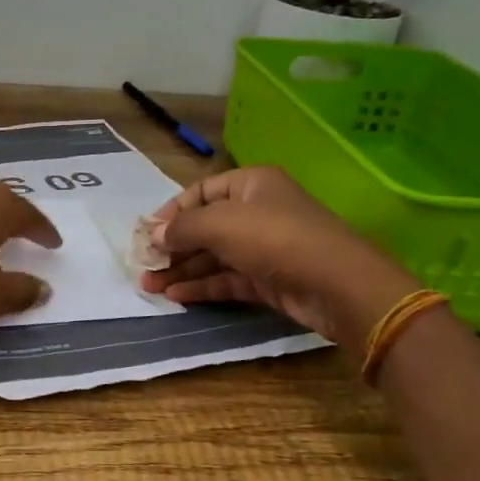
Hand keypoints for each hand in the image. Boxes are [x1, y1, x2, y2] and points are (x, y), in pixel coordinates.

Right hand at [139, 165, 419, 347]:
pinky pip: (227, 278)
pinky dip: (202, 285)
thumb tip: (154, 235)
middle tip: (143, 265)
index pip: (200, 192)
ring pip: (214, 255)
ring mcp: (264, 247)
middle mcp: (257, 211)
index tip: (147, 234)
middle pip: (204, 226)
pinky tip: (176, 295)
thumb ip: (182, 228)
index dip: (171, 212)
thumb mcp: (220, 224)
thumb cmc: (275, 238)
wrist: (337, 285)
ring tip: (149, 286)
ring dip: (182, 269)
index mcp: (250, 185)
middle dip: (172, 246)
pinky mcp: (268, 279)